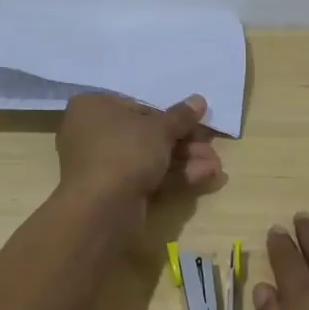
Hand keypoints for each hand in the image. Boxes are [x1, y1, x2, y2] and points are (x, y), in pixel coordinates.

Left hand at [55, 93, 220, 203]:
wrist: (102, 209)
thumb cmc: (125, 151)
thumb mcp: (159, 129)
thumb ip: (181, 116)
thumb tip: (198, 100)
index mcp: (94, 106)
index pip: (138, 106)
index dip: (172, 117)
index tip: (198, 123)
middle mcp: (92, 132)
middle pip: (146, 134)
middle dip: (184, 143)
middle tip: (211, 148)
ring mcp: (102, 165)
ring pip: (149, 158)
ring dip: (185, 160)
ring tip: (216, 167)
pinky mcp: (113, 191)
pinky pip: (145, 177)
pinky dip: (174, 176)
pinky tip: (205, 177)